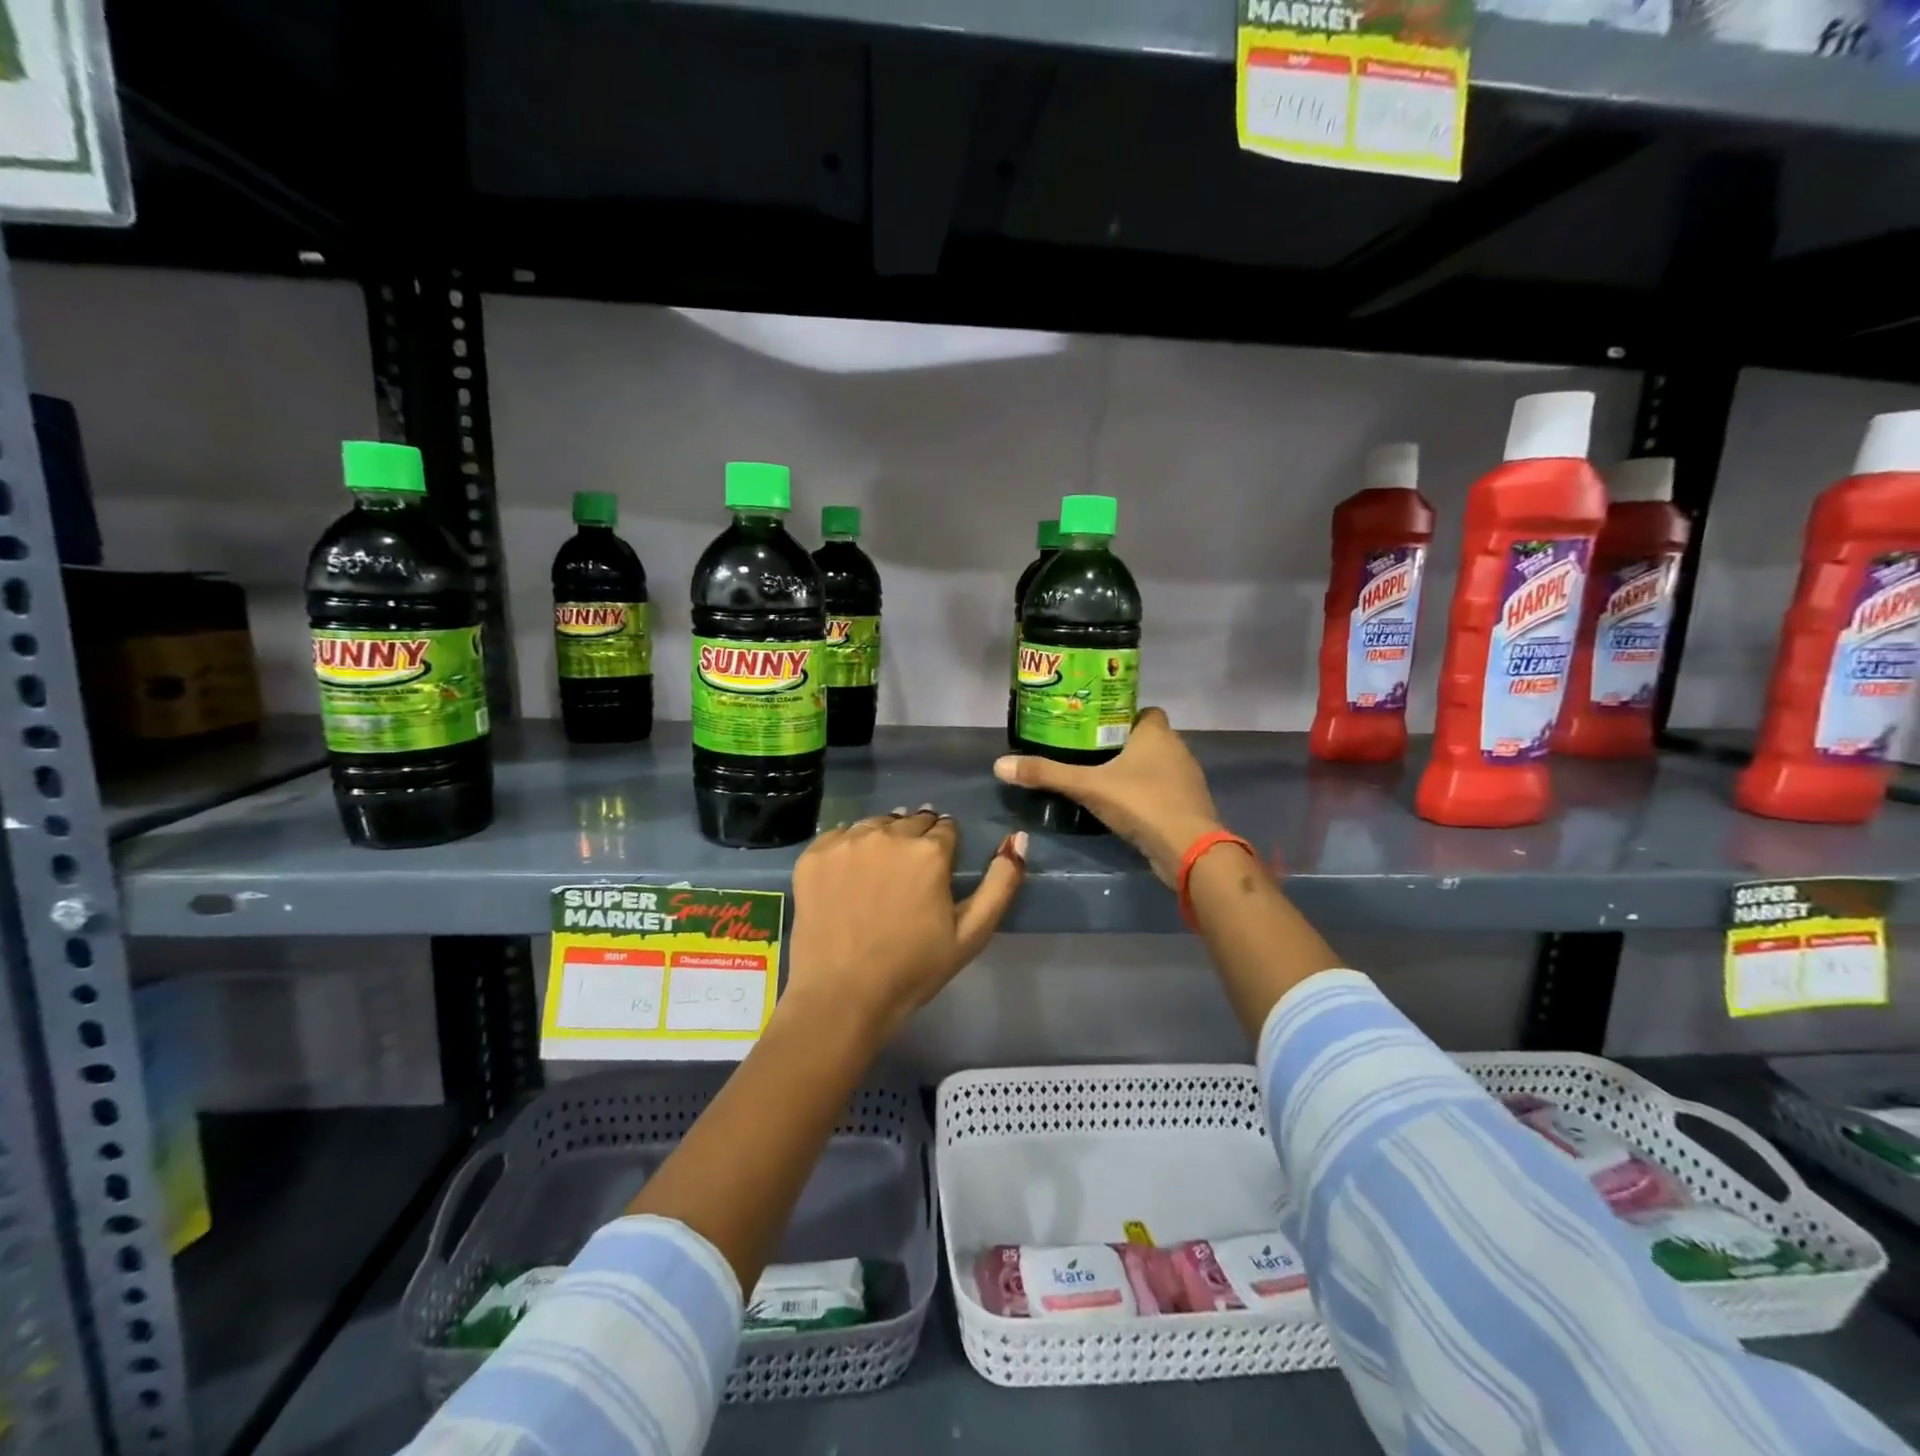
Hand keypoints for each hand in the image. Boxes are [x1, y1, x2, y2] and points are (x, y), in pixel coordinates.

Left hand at [782, 810, 1026, 1042]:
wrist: (842, 997)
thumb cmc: (913, 969)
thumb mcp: (972, 934)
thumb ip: (1001, 883)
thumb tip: (1017, 837)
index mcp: (929, 851)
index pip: (946, 828)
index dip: (945, 848)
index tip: (937, 872)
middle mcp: (888, 835)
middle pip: (911, 820)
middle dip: (916, 840)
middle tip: (909, 875)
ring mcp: (846, 842)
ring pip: (875, 824)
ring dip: (883, 839)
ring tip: (879, 874)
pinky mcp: (813, 855)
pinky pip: (838, 836)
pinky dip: (848, 849)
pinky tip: (849, 878)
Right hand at [994, 707, 1221, 885]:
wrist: (1188, 849)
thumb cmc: (1141, 803)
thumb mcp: (1087, 786)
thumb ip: (1046, 774)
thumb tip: (1000, 765)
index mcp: (1157, 733)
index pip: (1143, 710)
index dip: (1122, 715)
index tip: (1096, 727)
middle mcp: (1177, 749)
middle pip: (1148, 738)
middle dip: (1122, 744)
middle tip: (1088, 753)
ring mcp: (1187, 779)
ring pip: (1157, 765)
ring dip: (1135, 771)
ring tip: (1101, 780)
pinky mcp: (1188, 806)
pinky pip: (1163, 790)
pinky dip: (1146, 794)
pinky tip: (1124, 807)